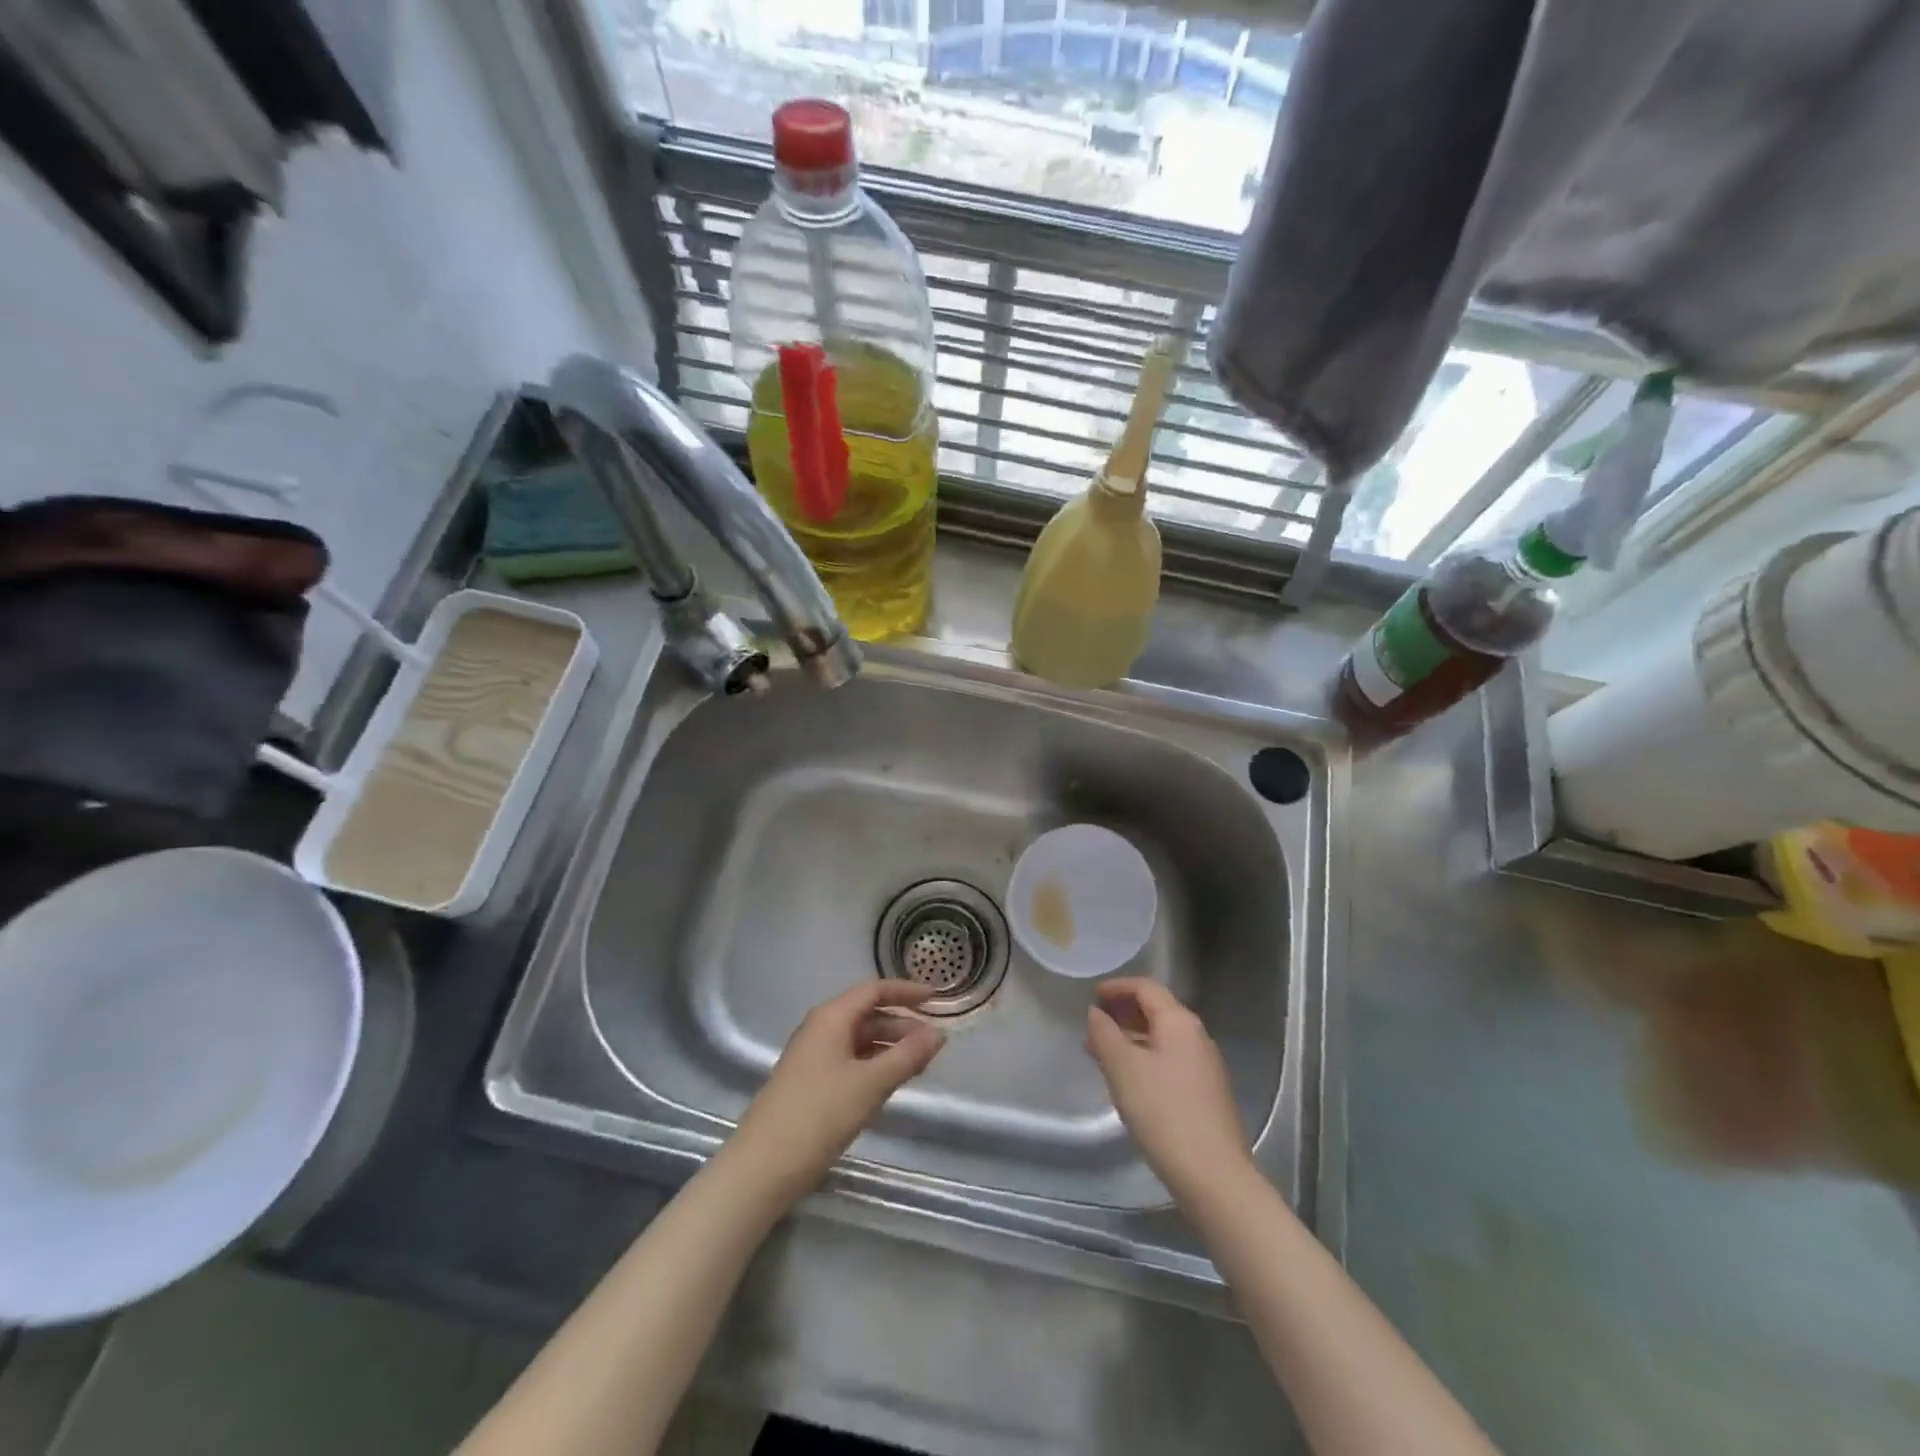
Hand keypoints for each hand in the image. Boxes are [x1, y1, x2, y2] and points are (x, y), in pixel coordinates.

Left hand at [726, 981, 946, 1205]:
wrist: (761, 1167)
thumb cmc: (819, 1115)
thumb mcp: (870, 1084)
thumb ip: (907, 1056)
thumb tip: (938, 1033)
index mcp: (830, 1018)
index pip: (873, 991)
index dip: (906, 992)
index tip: (936, 999)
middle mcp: (819, 1029)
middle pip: (866, 1014)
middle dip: (901, 1024)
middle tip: (933, 1043)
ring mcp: (811, 1056)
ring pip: (858, 1039)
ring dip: (888, 1046)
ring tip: (918, 1064)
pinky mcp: (808, 1082)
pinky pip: (848, 1060)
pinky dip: (872, 1064)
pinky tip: (888, 1083)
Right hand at [1085, 978, 1251, 1198]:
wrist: (1213, 1174)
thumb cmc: (1163, 1111)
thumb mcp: (1123, 1067)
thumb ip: (1105, 1033)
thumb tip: (1096, 1013)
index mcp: (1179, 1021)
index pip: (1146, 987)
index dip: (1117, 987)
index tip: (1092, 995)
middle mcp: (1197, 1036)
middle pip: (1157, 1011)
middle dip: (1123, 1014)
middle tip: (1094, 1025)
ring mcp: (1205, 1066)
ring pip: (1163, 1038)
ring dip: (1132, 1038)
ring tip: (1103, 1054)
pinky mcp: (1207, 1093)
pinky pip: (1170, 1061)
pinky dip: (1146, 1058)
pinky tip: (1130, 1081)